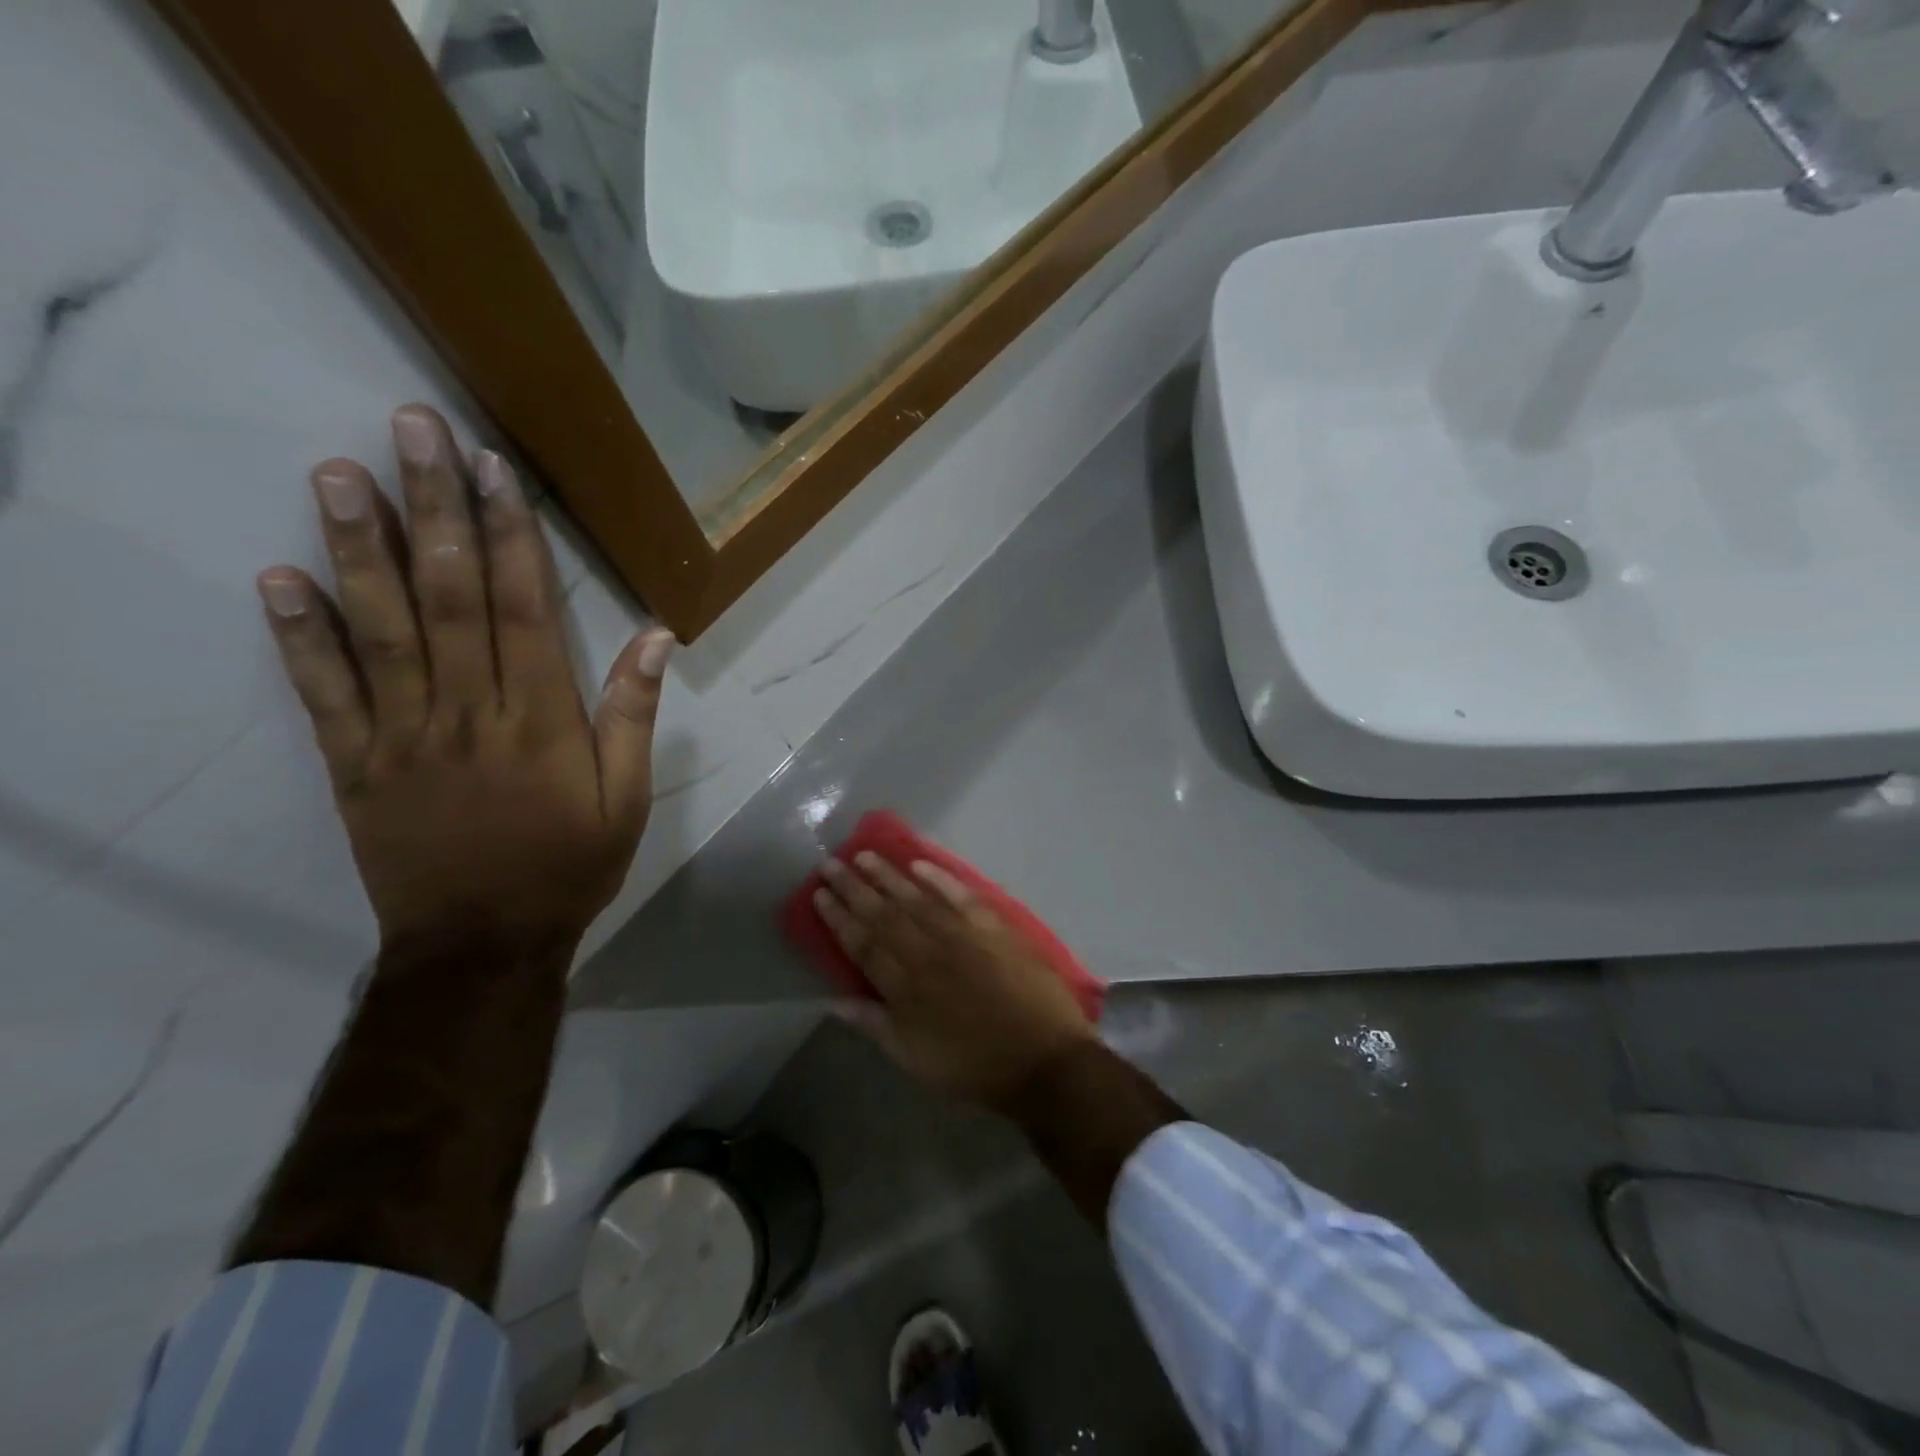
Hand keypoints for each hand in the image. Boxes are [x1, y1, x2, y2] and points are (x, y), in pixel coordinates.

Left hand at [256, 404, 670, 953]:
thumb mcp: (627, 799)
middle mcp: (469, 713)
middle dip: (433, 510)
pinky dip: (300, 638)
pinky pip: (324, 695)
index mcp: (541, 720)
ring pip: (381, 631)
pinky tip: (278, 579)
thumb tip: (657, 639)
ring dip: (359, 550)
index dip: (509, 535)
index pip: (523, 610)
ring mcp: (404, 736)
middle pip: (449, 598)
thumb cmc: (569, 865)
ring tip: (338, 475)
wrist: (483, 942)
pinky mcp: (356, 765)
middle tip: (410, 431)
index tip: (493, 469)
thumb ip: (633, 716)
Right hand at [813, 852, 1097, 1109]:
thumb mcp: (913, 1057)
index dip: (839, 917)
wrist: (1041, 1059)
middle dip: (854, 887)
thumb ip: (873, 1024)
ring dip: (889, 875)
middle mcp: (927, 951)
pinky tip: (920, 863)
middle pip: (884, 912)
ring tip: (865, 855)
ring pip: (917, 897)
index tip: (820, 893)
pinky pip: (960, 895)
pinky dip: (939, 878)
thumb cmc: (972, 1065)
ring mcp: (962, 934)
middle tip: (831, 863)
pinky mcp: (993, 926)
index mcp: (904, 985)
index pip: (863, 942)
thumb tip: (832, 1001)